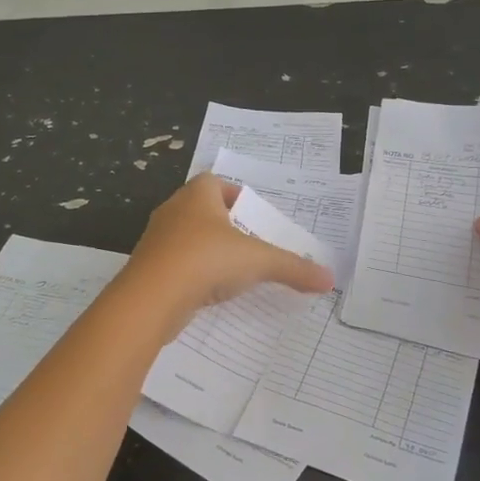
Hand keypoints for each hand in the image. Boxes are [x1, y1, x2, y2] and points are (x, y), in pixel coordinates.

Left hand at [121, 174, 334, 339]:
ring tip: (233, 270)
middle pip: (202, 210)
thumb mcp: (258, 261)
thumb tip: (330, 279)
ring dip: (208, 250)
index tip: (253, 216)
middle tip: (250, 243)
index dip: (235, 195)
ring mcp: (157, 241)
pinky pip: (176, 264)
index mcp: (197, 195)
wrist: (151, 297)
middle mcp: (173, 211)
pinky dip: (193, 274)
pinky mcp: (149, 269)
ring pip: (187, 238)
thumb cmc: (206, 260)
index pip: (215, 183)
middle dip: (225, 225)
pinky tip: (209, 292)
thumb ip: (294, 268)